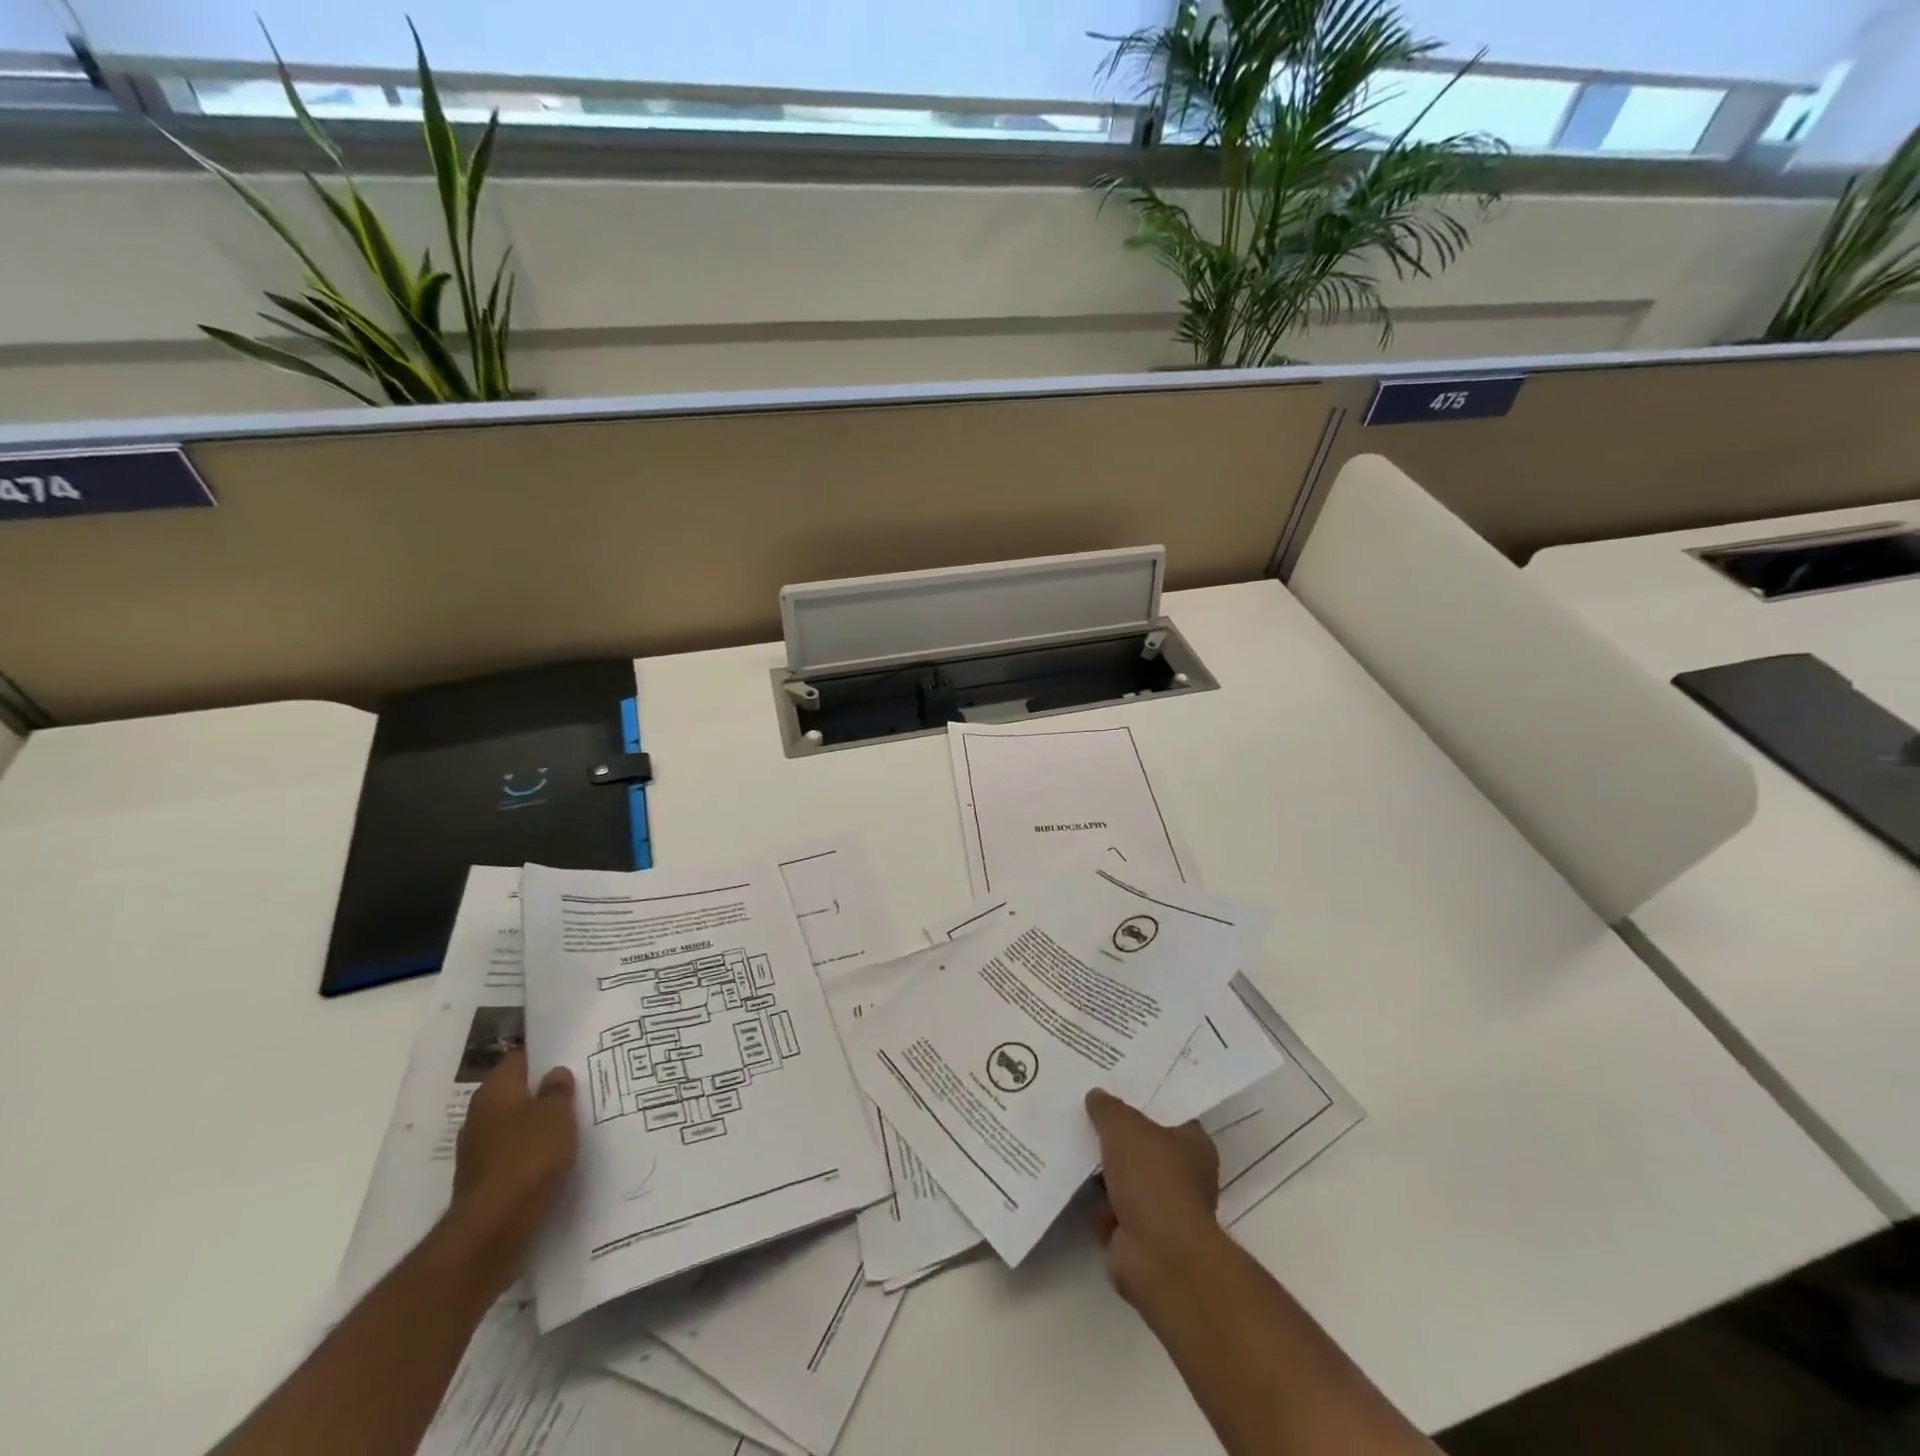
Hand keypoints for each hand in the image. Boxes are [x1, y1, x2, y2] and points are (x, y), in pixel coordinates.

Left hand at [446, 1049, 577, 1297]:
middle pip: (517, 1093)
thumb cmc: (528, 1159)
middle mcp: (480, 1117)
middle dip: (544, 1091)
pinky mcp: (485, 1181)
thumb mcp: (556, 1115)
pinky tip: (558, 1157)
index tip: (573, 1054)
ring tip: (575, 1122)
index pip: (520, 1058)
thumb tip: (555, 1074)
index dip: (546, 1054)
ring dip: (540, 1124)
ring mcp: (479, 1151)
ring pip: (517, 1125)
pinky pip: (515, 1155)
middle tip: (581, 1087)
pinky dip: (534, 1153)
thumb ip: (558, 1090)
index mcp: (494, 1092)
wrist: (492, 1231)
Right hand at [1085, 1088, 1220, 1309]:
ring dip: (1103, 1173)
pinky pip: (1112, 1210)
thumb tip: (1097, 1095)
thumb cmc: (1152, 1179)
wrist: (1158, 1256)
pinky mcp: (1141, 1238)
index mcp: (1194, 1146)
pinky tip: (1071, 1184)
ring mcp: (1163, 1210)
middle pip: (1145, 1148)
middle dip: (1118, 1138)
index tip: (1116, 1089)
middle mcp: (1185, 1177)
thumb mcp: (1124, 1127)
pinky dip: (1096, 1204)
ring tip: (1072, 1145)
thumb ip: (1108, 1108)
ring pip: (1127, 1180)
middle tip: (1087, 1115)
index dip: (1144, 1102)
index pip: (1170, 1115)